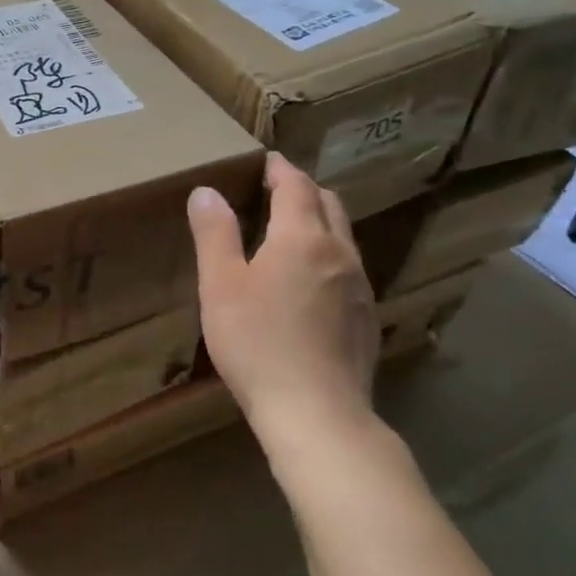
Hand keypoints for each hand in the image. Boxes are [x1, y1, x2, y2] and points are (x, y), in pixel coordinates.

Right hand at [188, 152, 378, 446]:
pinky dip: (329, 256)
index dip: (281, 169)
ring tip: (292, 232)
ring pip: (343, 237)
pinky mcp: (367, 318)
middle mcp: (339, 253)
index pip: (296, 186)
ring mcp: (360, 287)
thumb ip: (215, 234)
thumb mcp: (220, 285)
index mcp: (302, 238)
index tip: (267, 161)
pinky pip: (349, 269)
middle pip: (329, 204)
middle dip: (304, 190)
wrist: (317, 414)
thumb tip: (207, 191)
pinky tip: (311, 282)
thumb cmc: (257, 343)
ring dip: (320, 222)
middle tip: (277, 191)